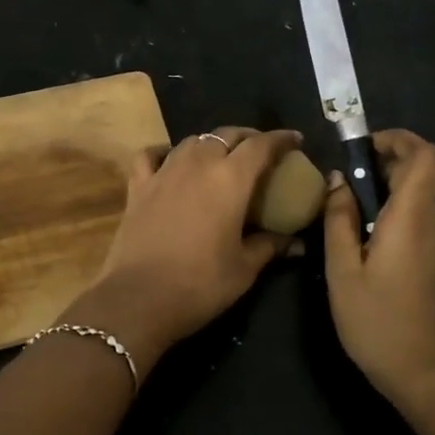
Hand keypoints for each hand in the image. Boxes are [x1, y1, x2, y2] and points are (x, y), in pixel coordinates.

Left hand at [74, 127, 301, 373]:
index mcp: (230, 179)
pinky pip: (151, 155)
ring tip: (221, 156)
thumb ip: (270, 247)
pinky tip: (170, 159)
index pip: (260, 145)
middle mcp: (197, 164)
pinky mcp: (138, 186)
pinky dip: (164, 152)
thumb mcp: (244, 269)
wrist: (139, 298)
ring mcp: (164, 172)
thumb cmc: (200, 284)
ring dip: (211, 143)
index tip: (295, 140)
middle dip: (247, 138)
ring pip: (191, 141)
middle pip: (226, 135)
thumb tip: (297, 243)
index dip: (280, 139)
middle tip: (260, 151)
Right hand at [323, 129, 434, 408]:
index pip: (425, 155)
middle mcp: (434, 224)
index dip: (398, 139)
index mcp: (412, 218)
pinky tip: (365, 243)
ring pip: (418, 198)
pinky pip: (418, 222)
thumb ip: (338, 219)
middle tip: (343, 184)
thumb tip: (337, 181)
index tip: (364, 148)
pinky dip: (394, 215)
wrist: (422, 373)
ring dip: (386, 192)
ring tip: (347, 215)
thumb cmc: (375, 320)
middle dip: (382, 164)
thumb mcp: (342, 269)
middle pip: (420, 173)